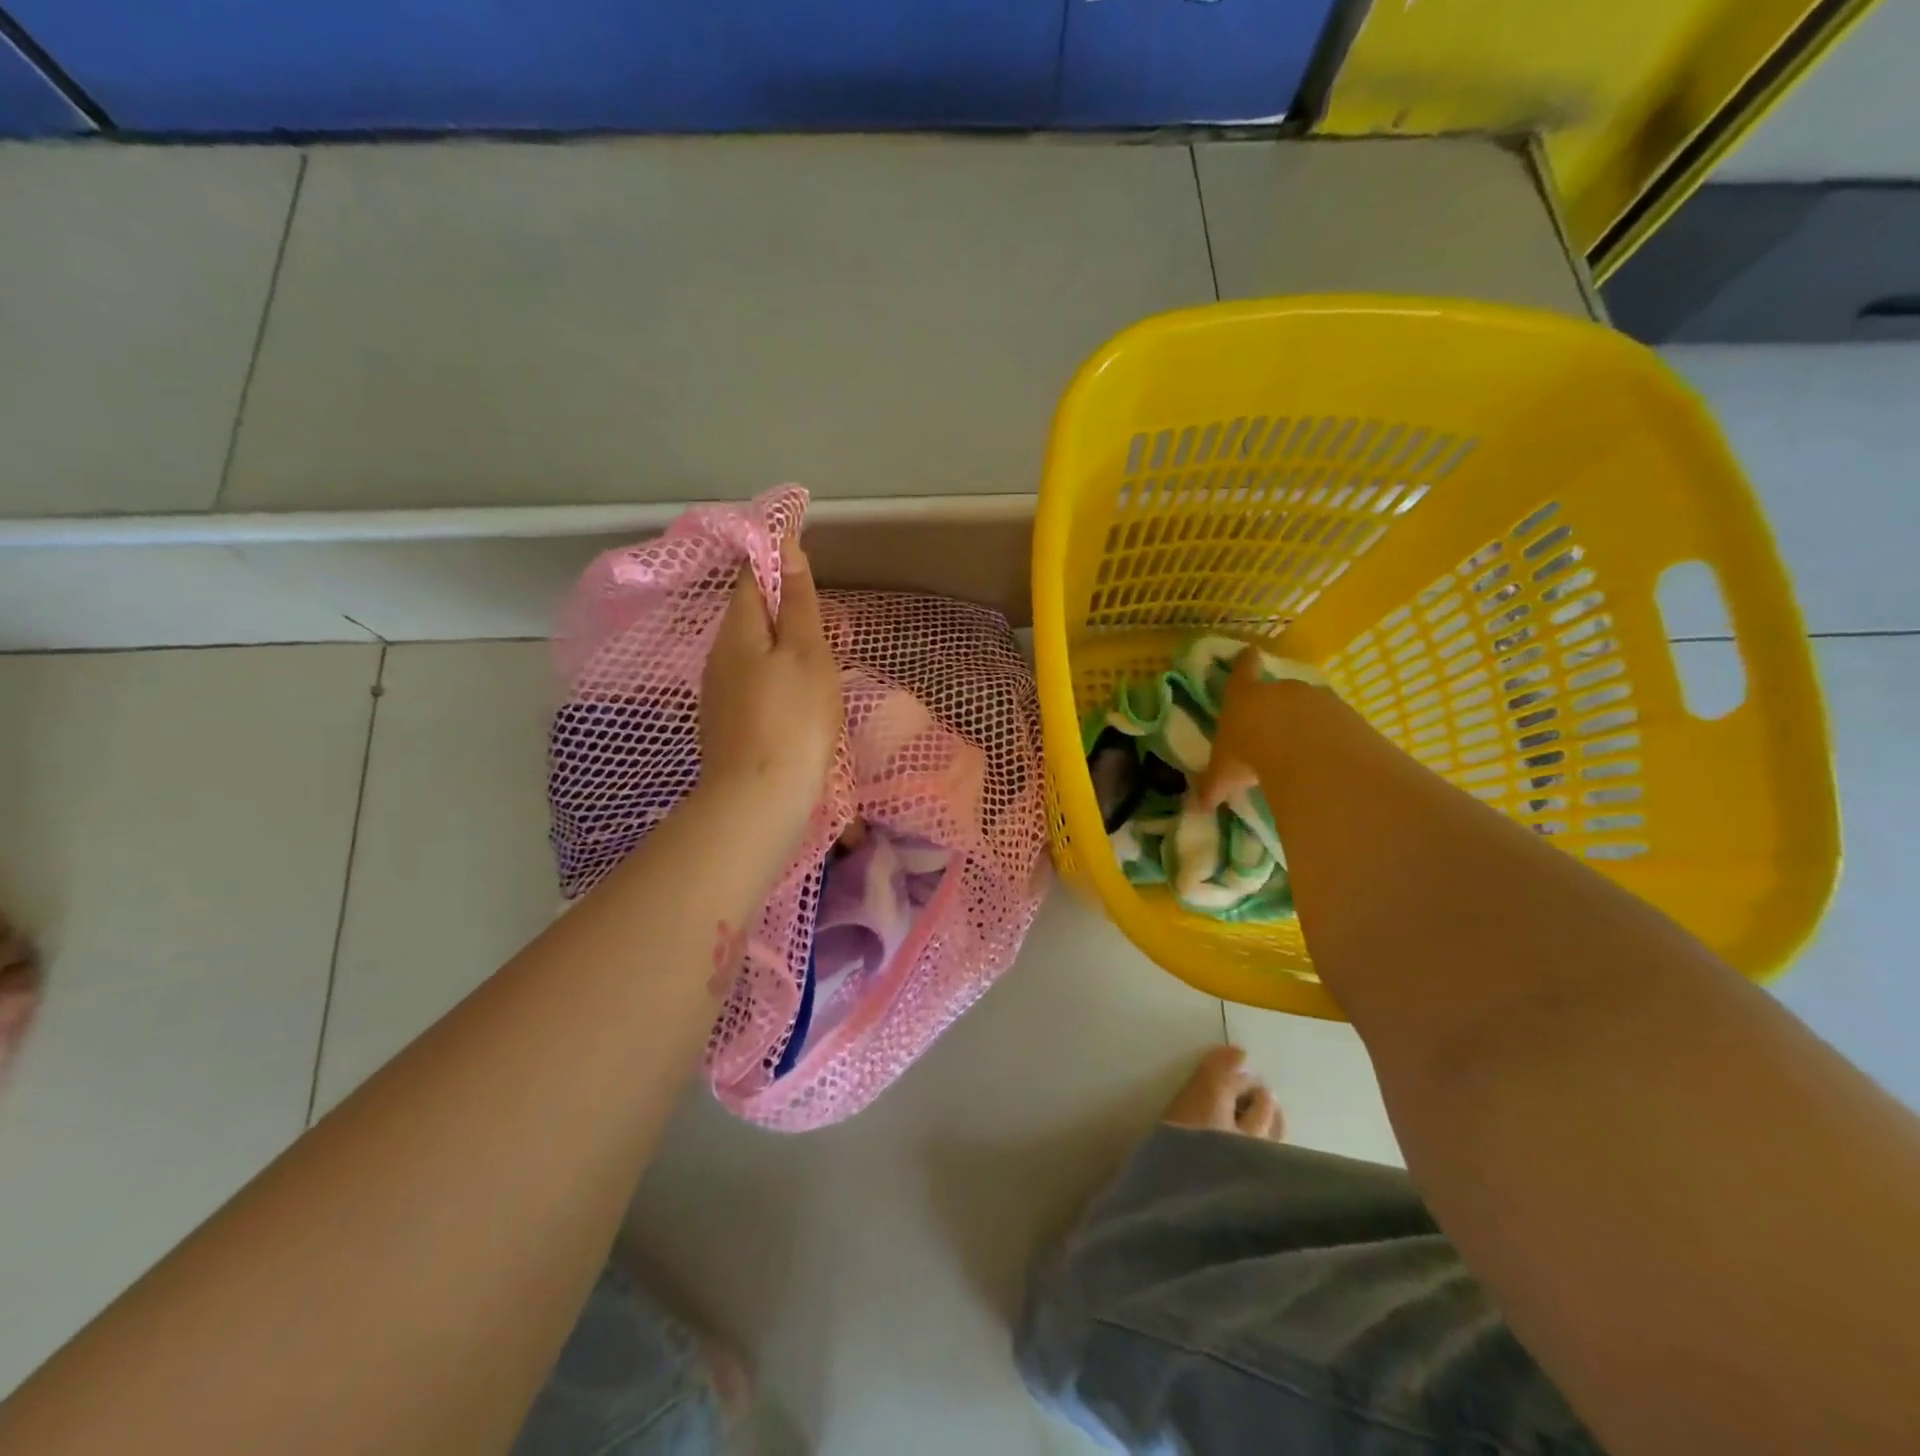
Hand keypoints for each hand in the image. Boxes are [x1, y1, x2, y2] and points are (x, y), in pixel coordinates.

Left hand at [698, 538, 842, 839]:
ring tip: (825, 659)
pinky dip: (779, 675)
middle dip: (788, 608)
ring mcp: (719, 692)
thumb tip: (784, 546)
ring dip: (786, 645)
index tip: (806, 561)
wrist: (759, 799)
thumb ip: (798, 601)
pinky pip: (754, 681)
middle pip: (752, 615)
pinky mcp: (727, 723)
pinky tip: (801, 696)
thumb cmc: (793, 719)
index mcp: (738, 630)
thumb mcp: (807, 653)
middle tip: (833, 624)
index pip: (750, 576)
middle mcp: (719, 655)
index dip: (775, 560)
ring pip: (755, 651)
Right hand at [1196, 647, 1322, 810]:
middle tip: (1273, 729)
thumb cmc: (1250, 753)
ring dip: (1305, 724)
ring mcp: (1316, 698)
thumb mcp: (1224, 774)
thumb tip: (1197, 807)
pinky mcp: (1346, 714)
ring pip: (1309, 707)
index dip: (1244, 663)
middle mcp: (1280, 689)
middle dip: (1276, 706)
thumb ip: (1213, 786)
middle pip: (1278, 690)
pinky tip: (1326, 760)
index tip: (1250, 652)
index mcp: (1244, 696)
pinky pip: (1334, 724)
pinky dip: (1330, 737)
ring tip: (1302, 751)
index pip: (1242, 671)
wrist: (1307, 753)